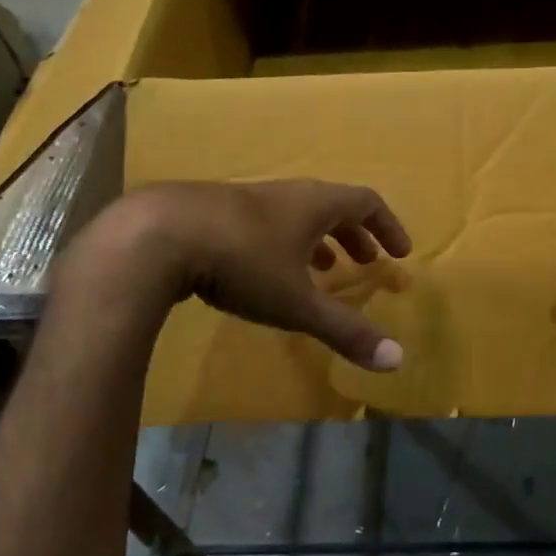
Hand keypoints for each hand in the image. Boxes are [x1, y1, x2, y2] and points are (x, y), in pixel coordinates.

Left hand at [55, 180, 411, 371]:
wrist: (155, 235)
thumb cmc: (241, 262)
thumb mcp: (296, 302)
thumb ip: (345, 330)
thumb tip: (397, 361)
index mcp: (313, 204)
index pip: (365, 203)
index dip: (388, 226)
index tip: (400, 252)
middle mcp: (285, 194)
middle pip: (332, 206)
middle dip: (354, 235)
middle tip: (365, 263)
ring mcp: (245, 199)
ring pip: (294, 215)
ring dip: (316, 240)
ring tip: (321, 272)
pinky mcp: (212, 212)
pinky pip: (263, 224)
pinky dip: (280, 245)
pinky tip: (263, 272)